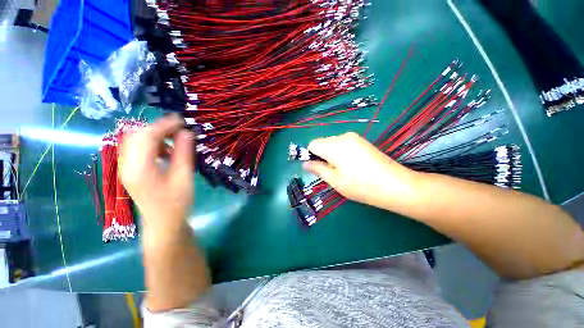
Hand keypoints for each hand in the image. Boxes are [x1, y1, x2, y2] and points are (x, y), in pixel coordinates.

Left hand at [119, 115, 193, 234]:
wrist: (163, 223)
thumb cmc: (176, 203)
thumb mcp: (183, 177)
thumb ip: (183, 153)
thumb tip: (186, 132)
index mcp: (139, 168)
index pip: (146, 136)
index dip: (164, 125)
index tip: (182, 120)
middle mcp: (126, 165)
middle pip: (136, 135)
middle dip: (158, 127)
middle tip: (179, 129)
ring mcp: (126, 167)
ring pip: (134, 140)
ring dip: (154, 135)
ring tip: (174, 139)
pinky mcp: (131, 170)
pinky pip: (137, 149)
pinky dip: (152, 144)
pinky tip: (165, 151)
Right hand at [303, 132, 417, 208]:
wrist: (395, 185)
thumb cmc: (360, 185)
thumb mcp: (334, 180)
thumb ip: (317, 169)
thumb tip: (305, 163)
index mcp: (334, 145)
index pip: (312, 144)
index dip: (310, 155)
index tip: (316, 168)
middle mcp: (343, 137)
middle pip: (323, 142)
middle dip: (321, 155)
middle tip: (330, 172)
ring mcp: (355, 138)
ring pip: (333, 144)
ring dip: (331, 155)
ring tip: (342, 170)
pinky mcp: (363, 142)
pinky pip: (344, 144)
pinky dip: (341, 153)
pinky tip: (351, 166)